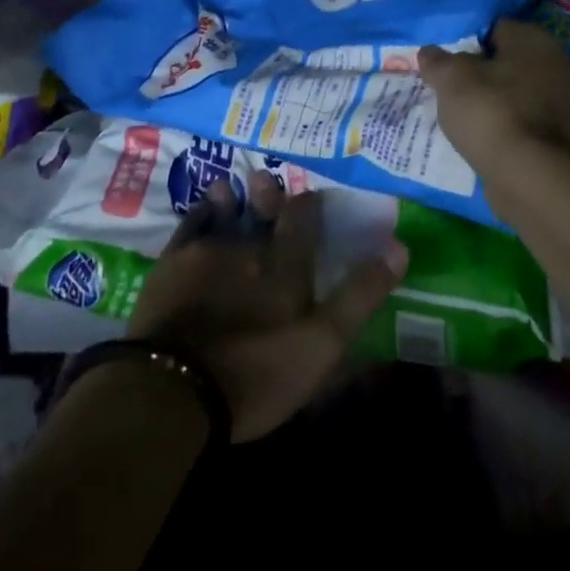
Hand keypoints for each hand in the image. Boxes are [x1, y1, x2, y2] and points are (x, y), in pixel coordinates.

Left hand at [127, 170, 405, 441]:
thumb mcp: (322, 344)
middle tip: (264, 180)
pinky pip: (187, 227)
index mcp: (286, 262)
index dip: (310, 204)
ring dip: (228, 200)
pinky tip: (196, 213)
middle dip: (267, 194)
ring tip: (224, 188)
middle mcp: (249, 245)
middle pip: (262, 209)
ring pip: (223, 213)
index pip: (304, 217)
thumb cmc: (255, 372)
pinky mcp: (170, 267)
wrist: (173, 391)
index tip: (313, 198)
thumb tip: (400, 247)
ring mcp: (206, 252)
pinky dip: (196, 215)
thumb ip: (360, 294)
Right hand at [419, 20, 569, 179]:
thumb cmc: (490, 111)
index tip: (444, 61)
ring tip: (460, 114)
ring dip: (491, 99)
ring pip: (514, 91)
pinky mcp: (558, 134)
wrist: (528, 175)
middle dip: (478, 71)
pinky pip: (522, 118)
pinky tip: (481, 135)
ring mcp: (562, 101)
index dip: (465, 41)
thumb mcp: (451, 79)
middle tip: (449, 86)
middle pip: (506, 60)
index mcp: (534, 39)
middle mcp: (556, 63)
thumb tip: (429, 52)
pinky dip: (503, 123)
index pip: (493, 27)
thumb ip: (438, 60)